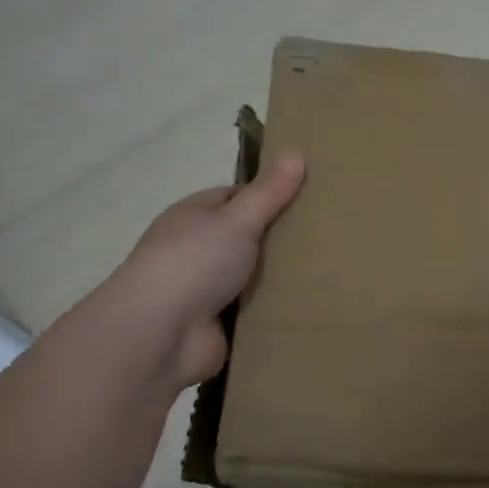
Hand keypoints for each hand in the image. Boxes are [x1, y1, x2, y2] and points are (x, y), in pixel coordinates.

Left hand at [106, 154, 304, 392]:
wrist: (160, 335)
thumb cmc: (194, 263)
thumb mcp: (238, 219)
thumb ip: (269, 192)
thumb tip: (296, 152)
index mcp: (192, 216)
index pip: (234, 197)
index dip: (268, 195)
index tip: (308, 197)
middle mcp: (194, 250)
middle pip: (244, 238)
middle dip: (278, 239)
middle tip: (326, 235)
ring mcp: (203, 290)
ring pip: (250, 277)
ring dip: (277, 278)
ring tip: (328, 270)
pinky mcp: (215, 325)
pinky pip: (251, 311)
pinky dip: (271, 310)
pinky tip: (306, 305)